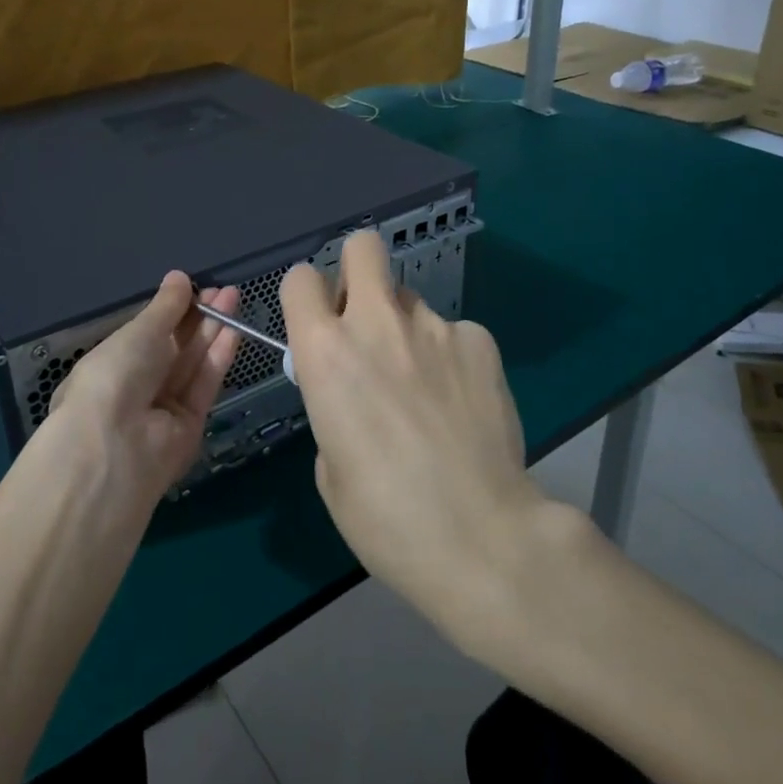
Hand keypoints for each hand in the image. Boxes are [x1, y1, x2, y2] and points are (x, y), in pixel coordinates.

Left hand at [42, 273, 240, 511]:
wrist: (115, 445)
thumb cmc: (114, 375)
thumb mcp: (138, 332)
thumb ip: (165, 307)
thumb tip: (178, 277)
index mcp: (113, 363)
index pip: (148, 333)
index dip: (173, 310)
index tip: (195, 287)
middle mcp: (138, 385)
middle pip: (175, 346)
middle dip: (199, 316)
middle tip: (223, 290)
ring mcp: (164, 407)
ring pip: (193, 363)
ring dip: (214, 330)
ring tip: (234, 298)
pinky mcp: (190, 425)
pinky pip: (205, 384)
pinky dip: (219, 356)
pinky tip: (234, 329)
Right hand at [280, 231, 547, 648]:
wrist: (481, 537)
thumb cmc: (386, 517)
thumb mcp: (330, 465)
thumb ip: (332, 405)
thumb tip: (353, 390)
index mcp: (326, 352)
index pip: (301, 279)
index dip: (306, 297)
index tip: (318, 324)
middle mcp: (378, 323)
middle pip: (363, 246)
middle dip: (358, 270)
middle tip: (366, 319)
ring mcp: (435, 326)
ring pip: (410, 300)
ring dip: (406, 328)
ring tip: (424, 385)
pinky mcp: (480, 340)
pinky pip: (453, 332)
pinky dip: (450, 356)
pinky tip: (461, 402)